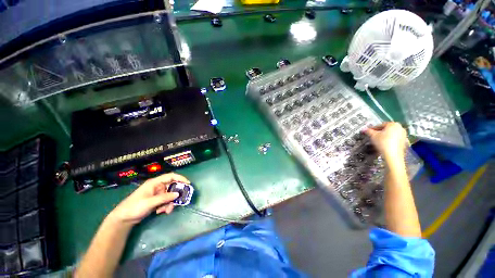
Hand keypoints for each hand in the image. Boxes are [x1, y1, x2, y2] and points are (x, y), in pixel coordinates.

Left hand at [108, 173, 189, 225]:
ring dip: (170, 203)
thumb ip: (164, 197)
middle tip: (178, 201)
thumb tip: (177, 194)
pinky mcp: (156, 200)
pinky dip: (166, 206)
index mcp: (155, 183)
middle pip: (171, 187)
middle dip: (175, 195)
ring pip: (169, 195)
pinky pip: (166, 201)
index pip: (170, 176)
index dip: (180, 178)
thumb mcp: (150, 202)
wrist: (123, 219)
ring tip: (166, 211)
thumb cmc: (134, 207)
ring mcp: (157, 194)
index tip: (188, 184)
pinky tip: (161, 212)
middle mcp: (157, 187)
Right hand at [364, 122, 407, 162]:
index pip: (380, 125)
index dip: (373, 129)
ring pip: (391, 134)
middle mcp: (400, 128)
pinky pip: (395, 139)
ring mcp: (403, 135)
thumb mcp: (373, 136)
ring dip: (384, 136)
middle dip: (380, 132)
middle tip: (373, 136)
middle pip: (387, 129)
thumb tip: (364, 130)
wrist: (392, 155)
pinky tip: (384, 144)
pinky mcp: (404, 141)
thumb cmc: (383, 143)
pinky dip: (389, 140)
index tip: (369, 132)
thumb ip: (368, 131)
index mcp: (393, 124)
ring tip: (378, 140)